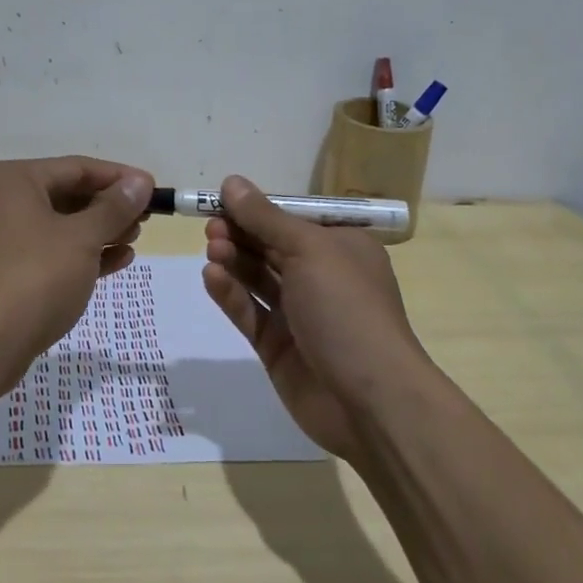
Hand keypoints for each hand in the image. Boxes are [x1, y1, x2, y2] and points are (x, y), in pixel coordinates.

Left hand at [0, 156, 153, 368]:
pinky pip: (46, 253)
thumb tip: (140, 182)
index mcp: (11, 180)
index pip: (76, 168)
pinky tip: (114, 262)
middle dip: (108, 208)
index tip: (153, 190)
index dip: (118, 178)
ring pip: (57, 226)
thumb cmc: (33, 278)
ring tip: (133, 240)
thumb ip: (114, 208)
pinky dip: (78, 255)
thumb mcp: (81, 238)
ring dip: (97, 232)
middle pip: (65, 195)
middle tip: (145, 219)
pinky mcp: (0, 273)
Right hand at [201, 175, 426, 460]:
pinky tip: (212, 277)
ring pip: (257, 278)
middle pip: (271, 246)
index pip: (293, 218)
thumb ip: (265, 217)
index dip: (258, 208)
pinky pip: (249, 311)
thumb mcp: (309, 250)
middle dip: (240, 233)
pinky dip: (230, 294)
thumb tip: (232, 181)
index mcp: (341, 247)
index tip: (222, 200)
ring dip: (233, 260)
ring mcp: (299, 313)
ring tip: (212, 250)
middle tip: (212, 227)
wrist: (371, 401)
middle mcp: (321, 276)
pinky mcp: (278, 346)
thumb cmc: (347, 308)